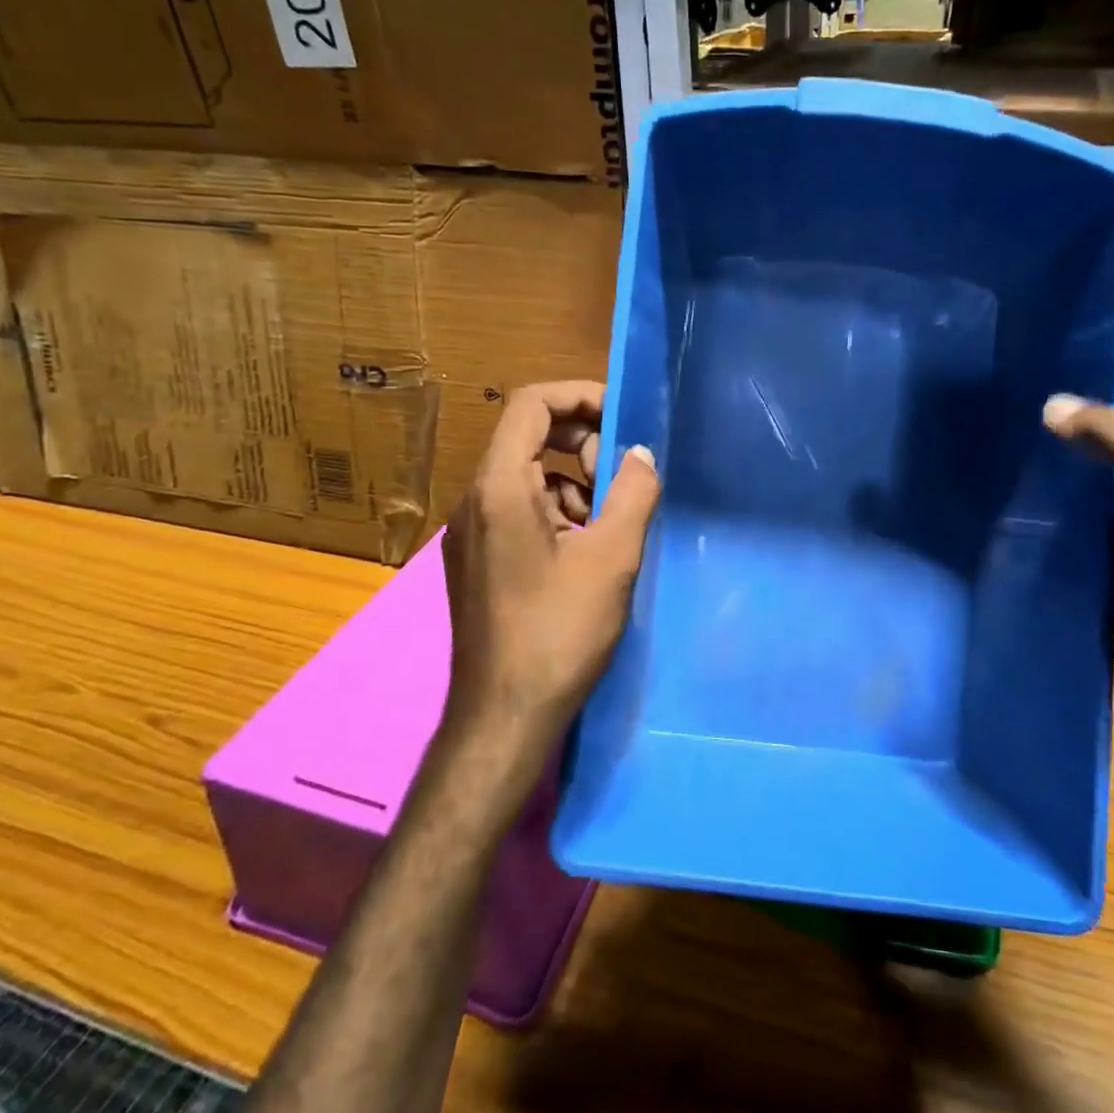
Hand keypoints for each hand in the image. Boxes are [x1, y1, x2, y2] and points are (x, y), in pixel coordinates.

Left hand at [441, 381, 659, 753]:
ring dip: (574, 482)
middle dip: (582, 443)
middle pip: (527, 436)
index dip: (580, 397)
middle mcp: (474, 500)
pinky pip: (519, 511)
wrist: (504, 716)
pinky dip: (558, 513)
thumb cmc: (559, 631)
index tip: (623, 419)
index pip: (531, 404)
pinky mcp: (478, 560)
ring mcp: (471, 532)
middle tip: (623, 476)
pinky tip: (585, 552)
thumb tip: (641, 454)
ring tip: (608, 523)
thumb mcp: (612, 557)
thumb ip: (633, 492)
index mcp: (499, 487)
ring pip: (527, 476)